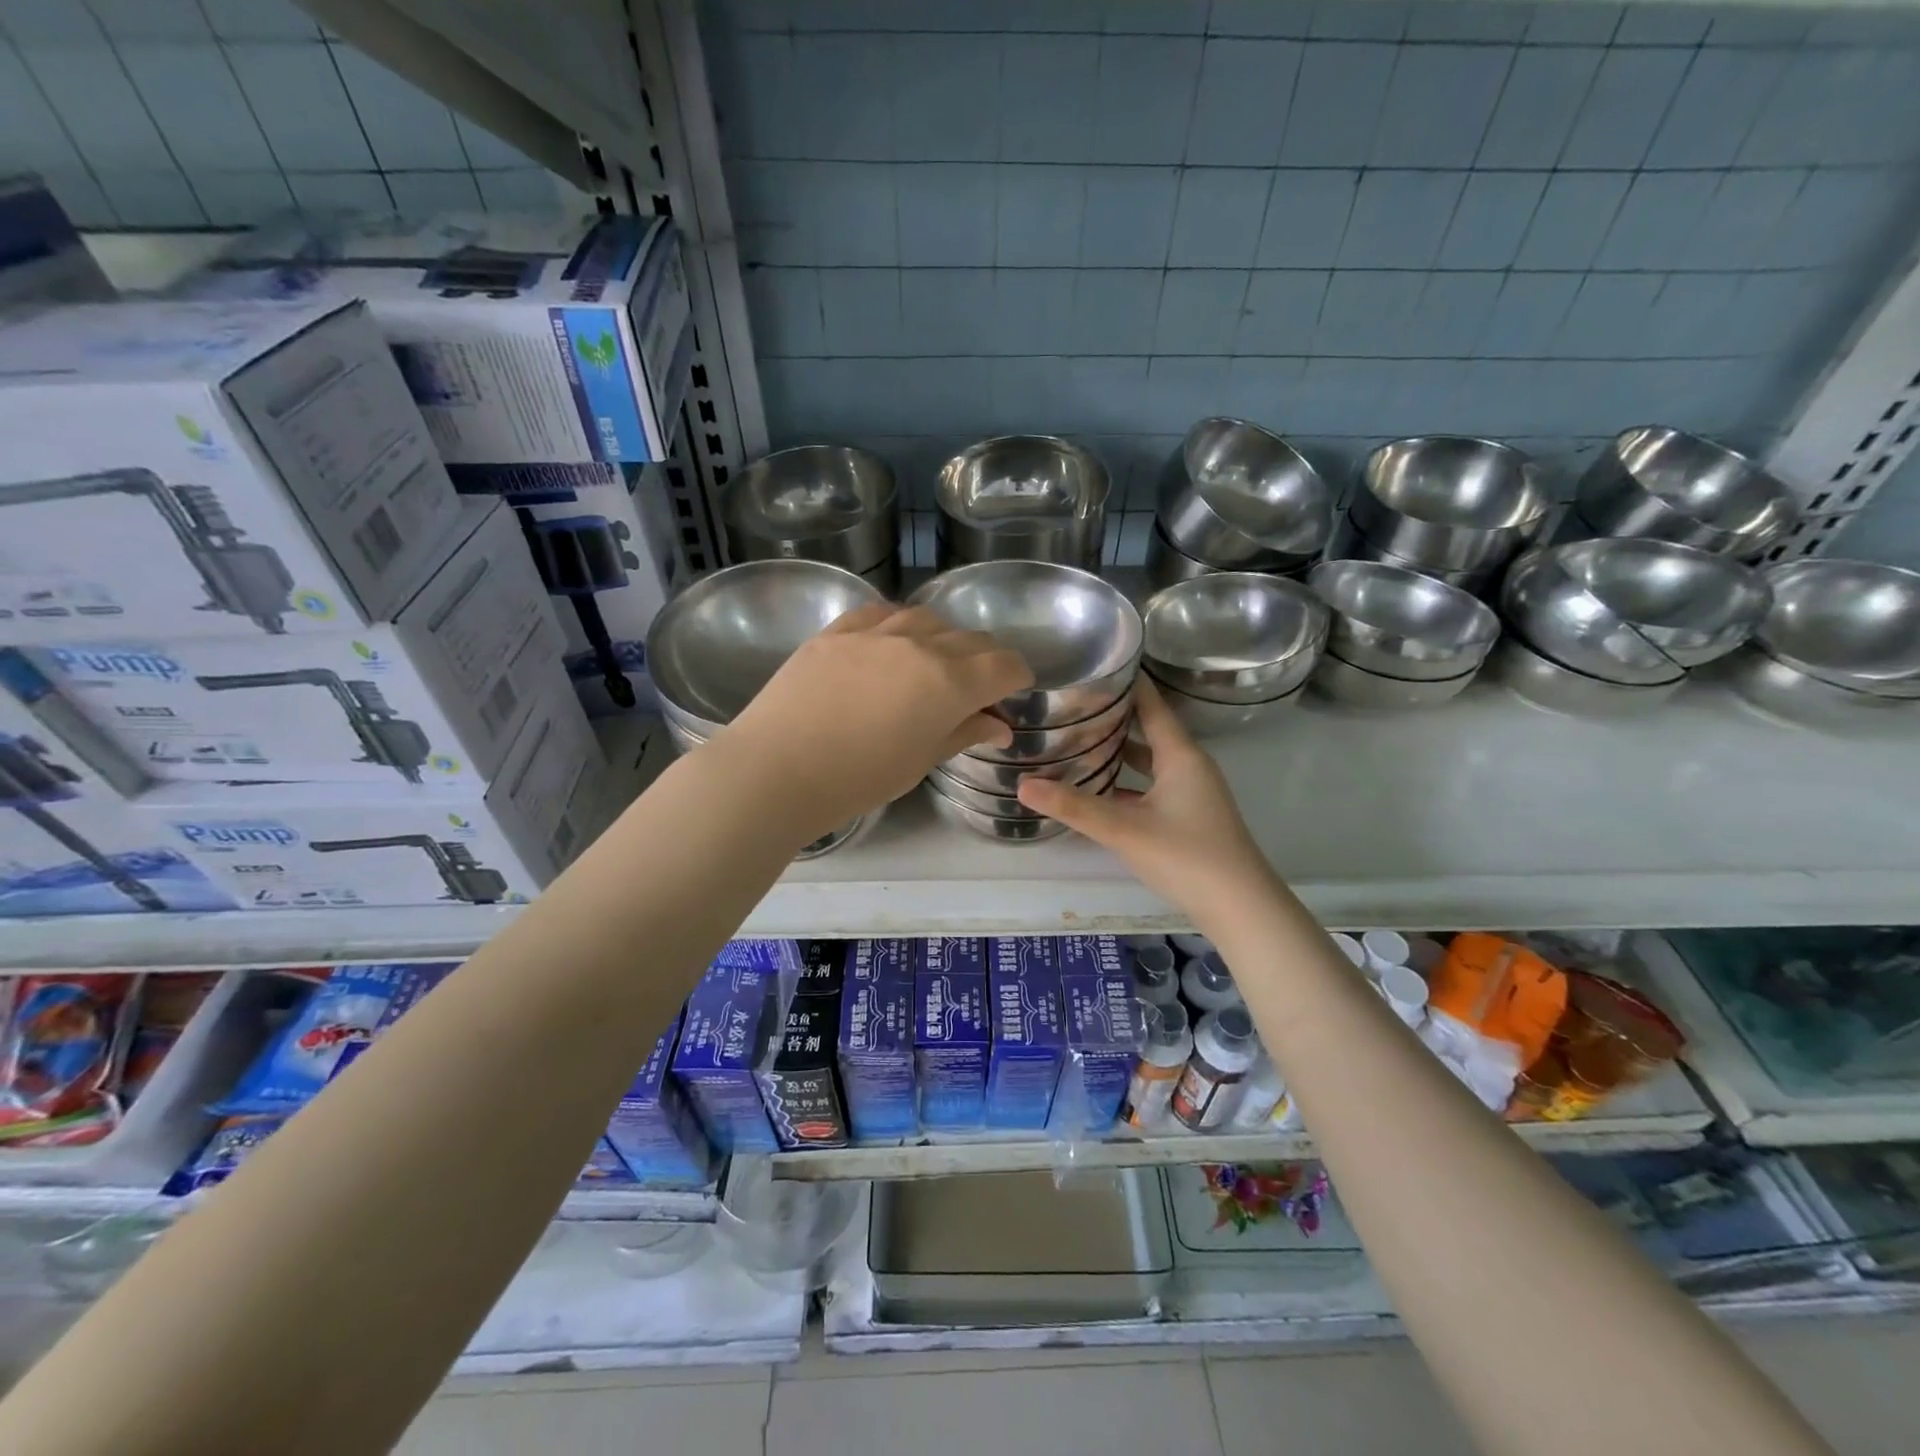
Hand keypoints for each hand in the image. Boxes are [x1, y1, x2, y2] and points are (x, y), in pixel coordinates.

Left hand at [720, 603, 1033, 842]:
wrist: (776, 769)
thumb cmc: (857, 779)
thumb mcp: (920, 761)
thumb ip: (963, 733)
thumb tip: (999, 725)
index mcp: (950, 682)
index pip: (1004, 664)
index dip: (1017, 677)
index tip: (1013, 692)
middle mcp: (920, 645)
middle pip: (971, 640)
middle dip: (985, 661)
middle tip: (976, 689)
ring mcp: (876, 631)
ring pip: (928, 620)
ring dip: (943, 640)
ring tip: (932, 666)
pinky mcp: (837, 630)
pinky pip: (881, 613)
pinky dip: (898, 626)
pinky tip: (891, 644)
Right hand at [1016, 677, 1276, 923]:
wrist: (1241, 909)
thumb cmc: (1187, 857)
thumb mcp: (1124, 830)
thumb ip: (1073, 807)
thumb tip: (1022, 785)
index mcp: (1181, 755)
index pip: (1151, 705)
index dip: (1124, 684)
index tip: (1091, 666)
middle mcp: (1189, 766)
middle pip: (1148, 730)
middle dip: (1112, 718)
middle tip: (1071, 706)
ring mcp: (1192, 792)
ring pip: (1150, 761)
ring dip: (1119, 752)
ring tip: (1078, 742)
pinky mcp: (1189, 816)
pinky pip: (1152, 786)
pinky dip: (1127, 782)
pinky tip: (1100, 791)